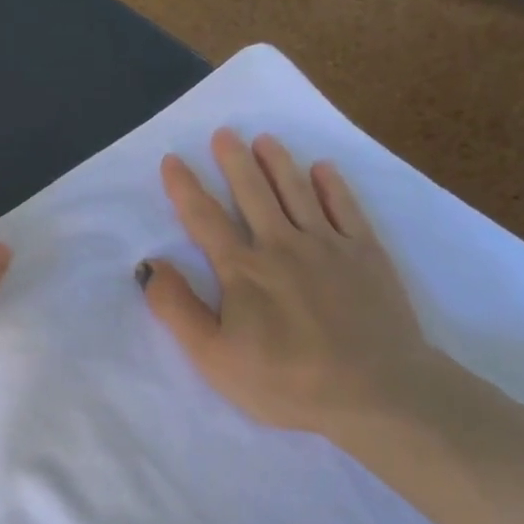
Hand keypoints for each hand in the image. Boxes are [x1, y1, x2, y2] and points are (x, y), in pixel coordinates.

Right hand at [140, 130, 445, 441]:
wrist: (374, 390)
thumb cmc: (286, 381)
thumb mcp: (215, 357)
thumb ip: (178, 309)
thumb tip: (149, 265)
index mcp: (242, 270)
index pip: (205, 219)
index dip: (185, 188)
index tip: (173, 159)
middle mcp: (282, 245)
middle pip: (253, 193)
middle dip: (234, 161)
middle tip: (224, 133)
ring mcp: (328, 245)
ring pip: (297, 191)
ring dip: (278, 162)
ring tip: (265, 139)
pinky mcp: (366, 254)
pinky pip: (345, 208)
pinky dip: (332, 185)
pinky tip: (323, 169)